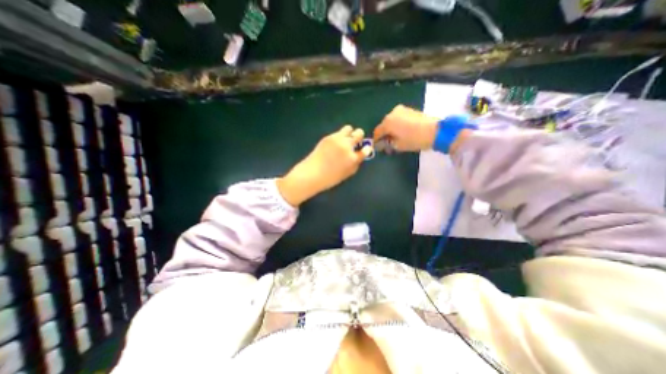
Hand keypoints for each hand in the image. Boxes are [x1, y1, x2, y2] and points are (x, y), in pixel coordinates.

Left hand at [275, 126, 369, 206]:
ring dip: (349, 133)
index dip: (367, 148)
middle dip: (359, 137)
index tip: (365, 148)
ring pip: (349, 128)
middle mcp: (347, 146)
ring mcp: (337, 140)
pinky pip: (338, 132)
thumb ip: (355, 164)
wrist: (312, 174)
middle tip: (355, 142)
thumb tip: (358, 156)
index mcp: (353, 158)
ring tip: (345, 139)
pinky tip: (334, 143)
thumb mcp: (347, 174)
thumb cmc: (330, 178)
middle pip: (359, 133)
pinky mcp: (328, 137)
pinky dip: (339, 136)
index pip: (366, 149)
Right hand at [372, 104, 440, 149]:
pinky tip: (402, 131)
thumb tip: (384, 144)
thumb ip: (388, 144)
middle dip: (384, 134)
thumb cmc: (414, 139)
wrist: (434, 131)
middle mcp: (392, 114)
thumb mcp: (398, 146)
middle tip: (387, 143)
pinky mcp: (409, 110)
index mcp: (387, 123)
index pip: (377, 132)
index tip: (378, 146)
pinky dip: (398, 124)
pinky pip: (399, 118)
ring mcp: (401, 110)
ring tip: (395, 137)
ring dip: (391, 129)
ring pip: (391, 121)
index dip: (376, 140)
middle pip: (384, 125)